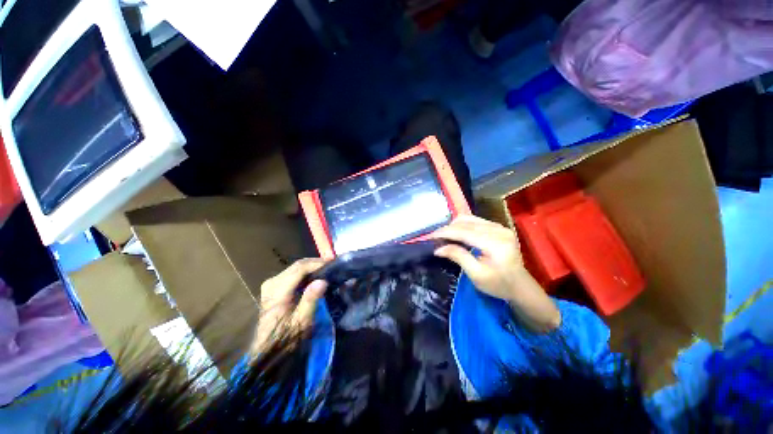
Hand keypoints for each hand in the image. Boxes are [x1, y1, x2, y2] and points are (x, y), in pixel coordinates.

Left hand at [250, 258, 327, 358]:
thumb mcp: (302, 322)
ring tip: (327, 270)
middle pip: (297, 266)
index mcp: (277, 289)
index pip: (300, 268)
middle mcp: (272, 282)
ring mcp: (272, 284)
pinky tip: (316, 276)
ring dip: (312, 268)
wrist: (267, 350)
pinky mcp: (274, 287)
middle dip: (316, 264)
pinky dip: (306, 274)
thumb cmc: (286, 338)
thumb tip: (323, 281)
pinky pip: (293, 274)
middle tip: (333, 265)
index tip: (333, 262)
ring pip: (296, 268)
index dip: (317, 263)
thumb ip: (311, 300)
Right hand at [432, 215, 560, 332]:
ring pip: (470, 218)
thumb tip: (438, 248)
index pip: (464, 232)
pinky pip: (476, 220)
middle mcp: (499, 230)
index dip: (445, 233)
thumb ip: (458, 257)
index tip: (430, 236)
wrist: (521, 286)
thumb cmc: (499, 285)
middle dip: (447, 228)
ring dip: (454, 225)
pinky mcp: (499, 227)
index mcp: (495, 244)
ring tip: (444, 236)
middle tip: (435, 238)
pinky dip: (463, 225)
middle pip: (466, 222)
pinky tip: (456, 233)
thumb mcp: (476, 275)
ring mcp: (500, 226)